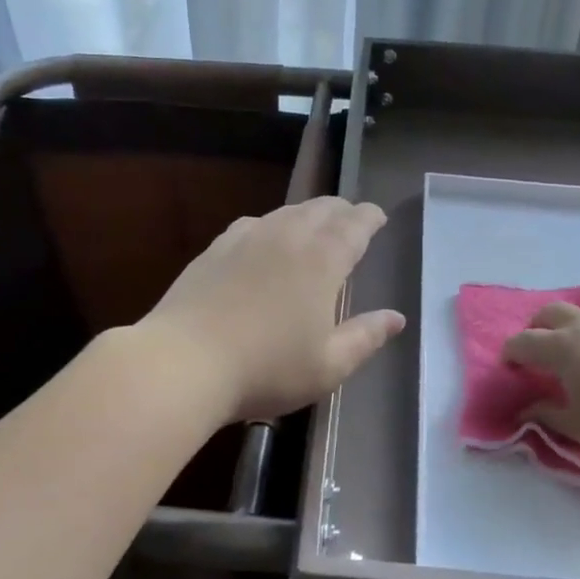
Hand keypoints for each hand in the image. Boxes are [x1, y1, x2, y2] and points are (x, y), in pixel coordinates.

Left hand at [143, 198, 405, 422]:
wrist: (183, 362)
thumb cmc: (267, 369)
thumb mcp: (328, 365)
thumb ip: (366, 337)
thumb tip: (396, 317)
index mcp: (322, 260)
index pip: (354, 225)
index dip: (370, 217)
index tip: (378, 216)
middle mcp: (287, 237)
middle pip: (321, 209)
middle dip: (342, 210)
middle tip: (352, 219)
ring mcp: (246, 238)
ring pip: (286, 212)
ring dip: (307, 213)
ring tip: (314, 225)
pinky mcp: (215, 249)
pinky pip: (253, 224)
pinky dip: (271, 224)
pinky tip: (265, 238)